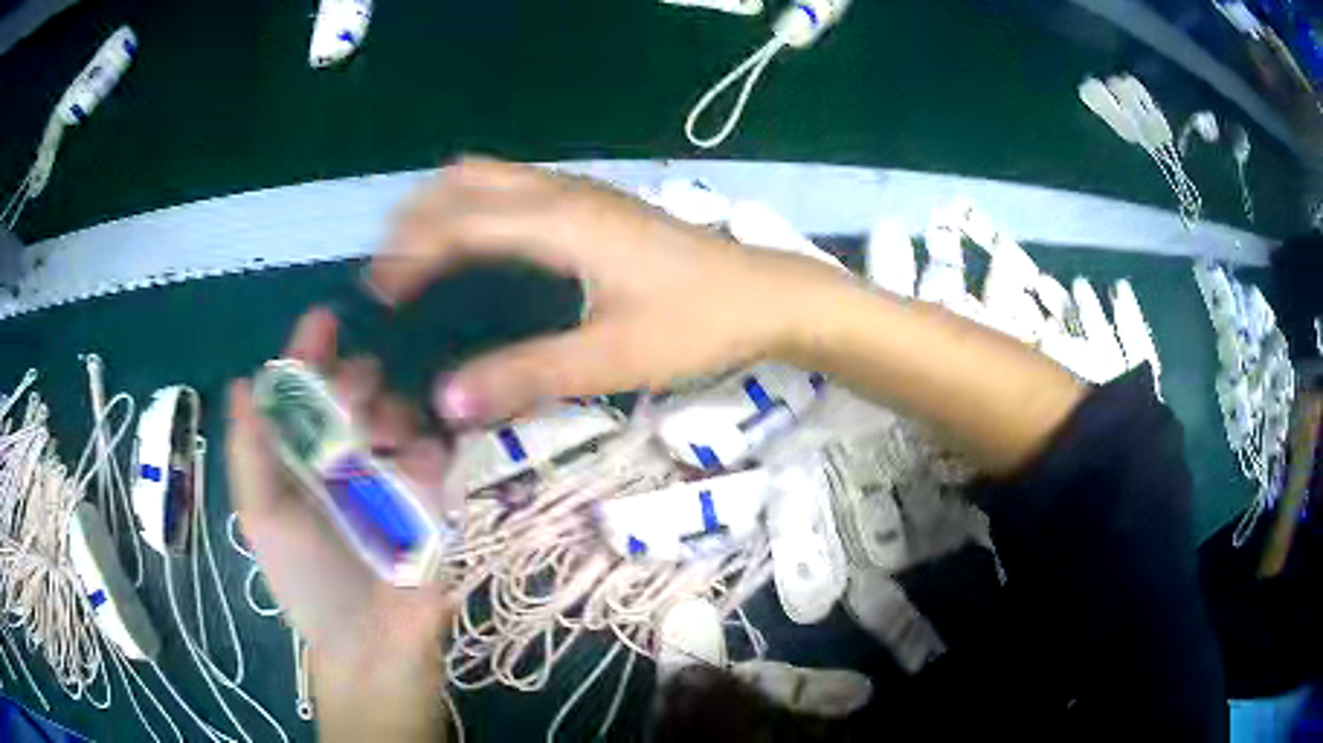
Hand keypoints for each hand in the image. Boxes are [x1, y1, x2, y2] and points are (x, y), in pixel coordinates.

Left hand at [226, 308, 451, 738]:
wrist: (372, 646)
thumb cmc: (308, 583)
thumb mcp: (262, 517)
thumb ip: (249, 452)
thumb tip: (240, 383)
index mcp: (300, 458)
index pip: (304, 391)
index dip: (309, 353)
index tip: (324, 321)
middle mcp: (344, 456)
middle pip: (353, 389)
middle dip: (352, 377)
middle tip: (354, 391)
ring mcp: (391, 473)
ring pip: (395, 408)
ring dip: (385, 407)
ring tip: (379, 436)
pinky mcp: (432, 495)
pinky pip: (432, 447)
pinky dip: (422, 440)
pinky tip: (413, 453)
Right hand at [370, 158, 848, 424]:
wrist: (766, 295)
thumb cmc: (697, 323)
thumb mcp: (612, 357)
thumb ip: (528, 375)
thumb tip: (447, 399)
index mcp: (560, 222)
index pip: (460, 222)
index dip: (410, 253)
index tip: (379, 295)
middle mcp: (562, 193)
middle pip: (465, 181)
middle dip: (416, 219)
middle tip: (391, 276)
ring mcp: (580, 192)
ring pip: (489, 176)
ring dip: (443, 206)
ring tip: (416, 258)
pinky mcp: (594, 204)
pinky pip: (513, 186)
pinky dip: (474, 206)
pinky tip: (475, 246)